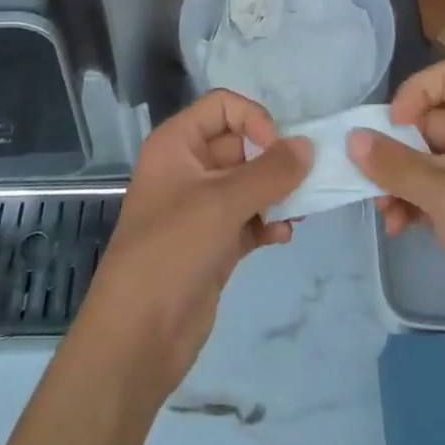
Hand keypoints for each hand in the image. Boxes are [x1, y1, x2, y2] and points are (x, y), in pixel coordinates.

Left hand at [74, 89, 308, 396]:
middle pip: (240, 144)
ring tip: (300, 211)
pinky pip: (248, 218)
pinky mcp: (212, 244)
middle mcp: (187, 168)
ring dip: (276, 193)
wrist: (136, 339)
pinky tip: (283, 236)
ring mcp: (200, 208)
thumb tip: (307, 146)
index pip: (222, 106)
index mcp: (176, 144)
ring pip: (248, 184)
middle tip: (304, 181)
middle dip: (273, 160)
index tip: (278, 149)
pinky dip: (267, 222)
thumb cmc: (172, 250)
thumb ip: (270, 171)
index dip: (253, 119)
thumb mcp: (223, 203)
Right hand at [348, 62, 444, 366]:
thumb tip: (351, 137)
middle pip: (428, 121)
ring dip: (397, 180)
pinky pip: (428, 192)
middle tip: (371, 175)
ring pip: (423, 160)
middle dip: (396, 148)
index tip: (395, 126)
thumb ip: (395, 164)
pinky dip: (409, 203)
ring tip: (383, 211)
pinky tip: (397, 228)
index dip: (416, 93)